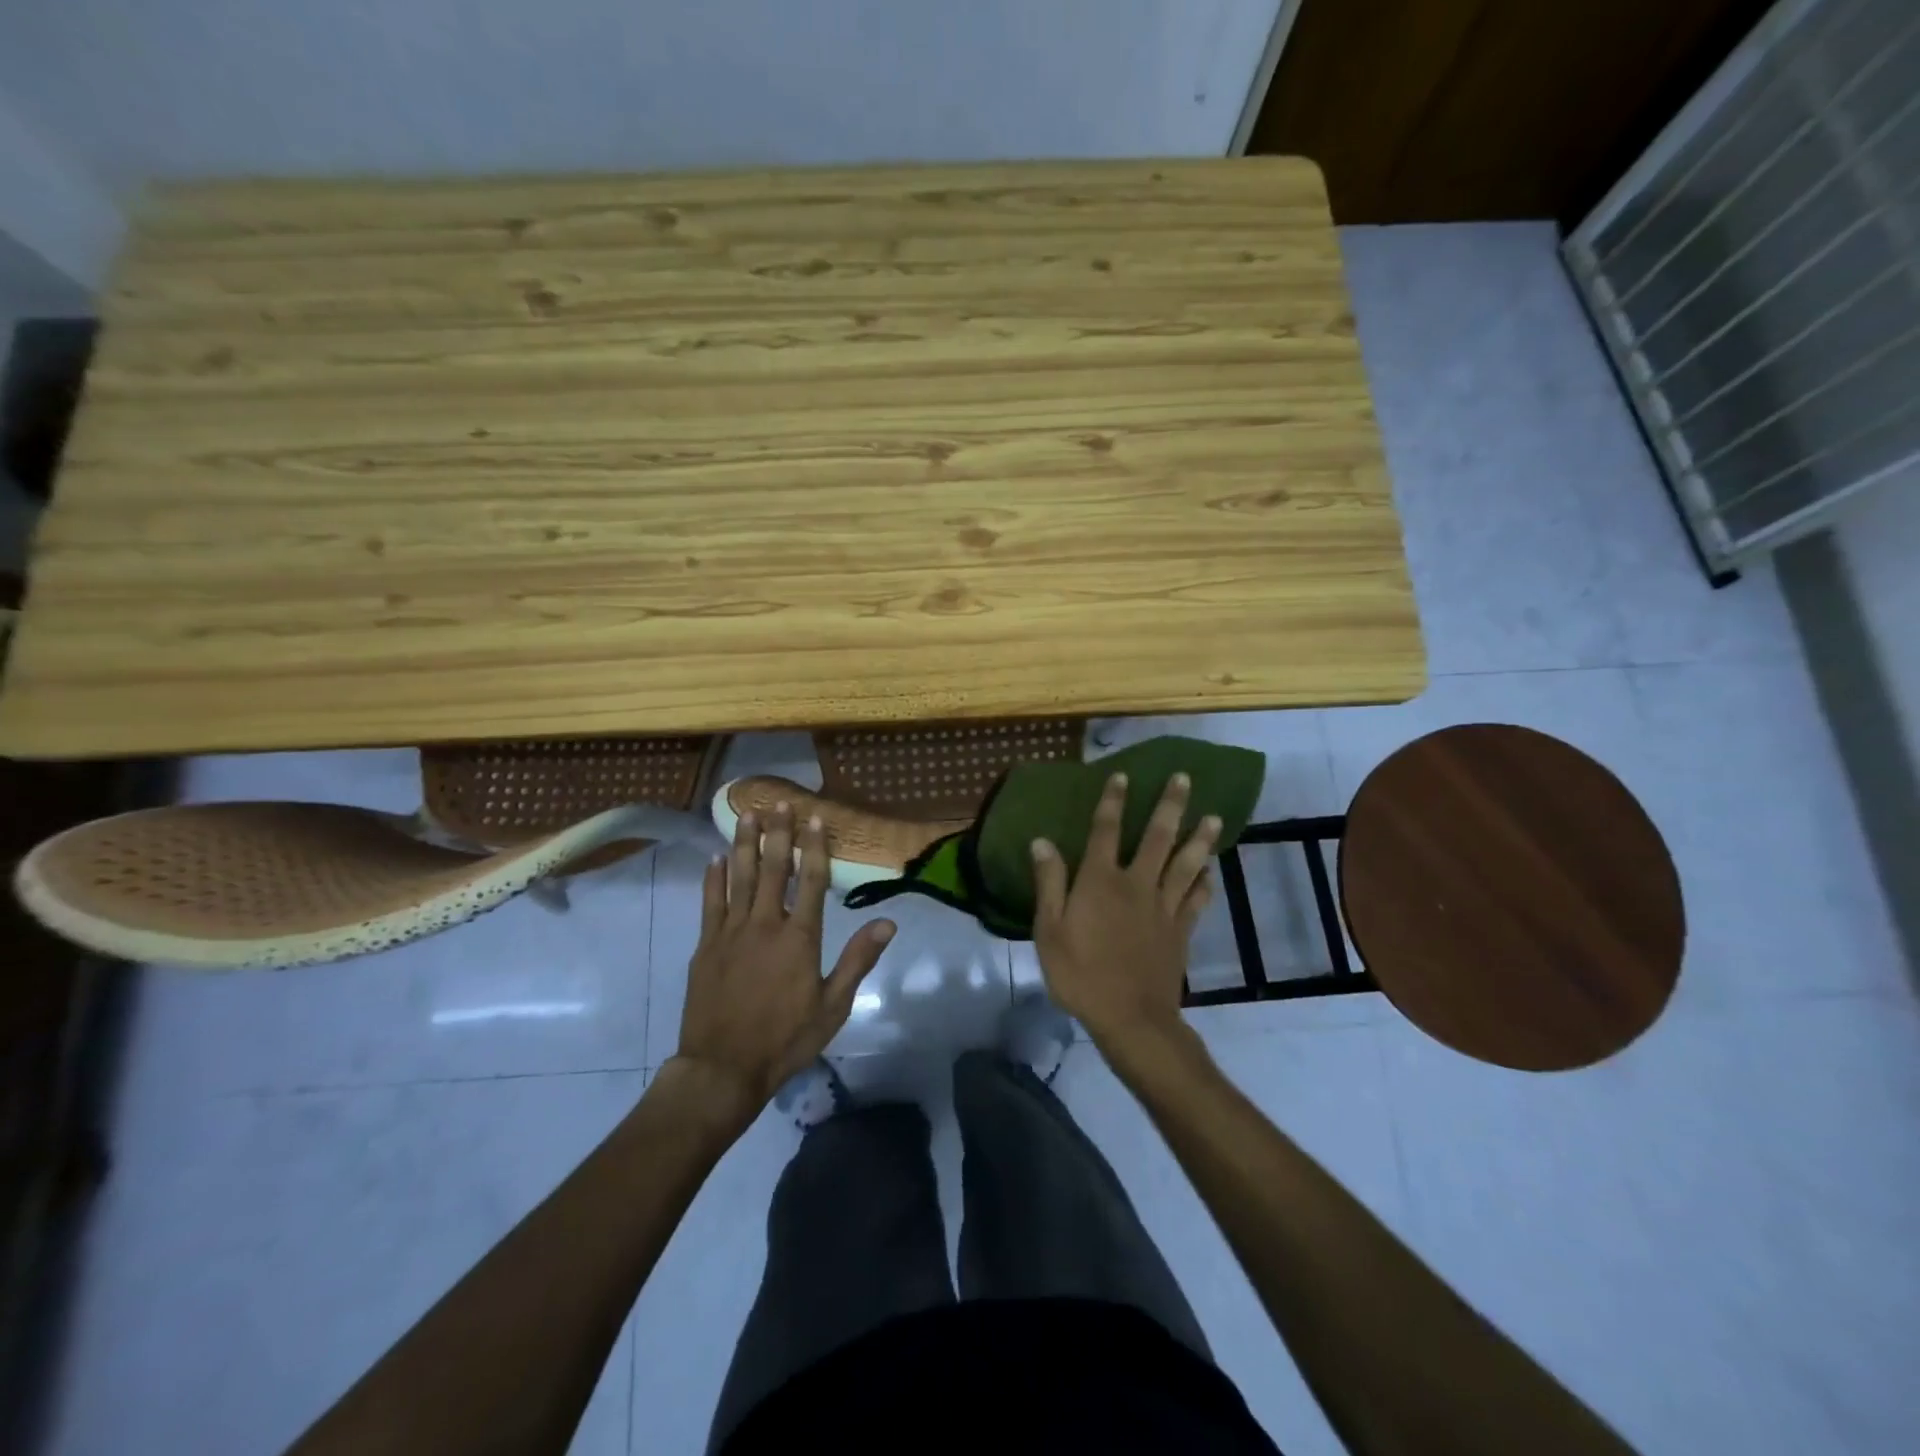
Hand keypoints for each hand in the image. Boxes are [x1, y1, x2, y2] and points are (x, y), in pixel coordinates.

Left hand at [672, 801, 895, 1123]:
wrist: (723, 1068)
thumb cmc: (785, 1039)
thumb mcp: (832, 1006)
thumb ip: (858, 960)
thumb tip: (888, 923)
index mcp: (799, 938)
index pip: (810, 881)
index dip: (814, 846)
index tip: (815, 817)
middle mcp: (765, 925)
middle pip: (772, 869)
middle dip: (776, 833)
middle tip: (777, 801)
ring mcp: (731, 933)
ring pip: (738, 877)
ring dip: (743, 843)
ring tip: (745, 814)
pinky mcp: (706, 946)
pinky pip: (710, 903)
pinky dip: (713, 878)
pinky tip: (714, 858)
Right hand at [1030, 772, 1217, 1055]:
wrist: (1131, 1018)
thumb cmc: (1081, 974)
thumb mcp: (1049, 930)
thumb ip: (1049, 883)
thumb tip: (1042, 841)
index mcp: (1101, 881)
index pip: (1106, 830)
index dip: (1113, 801)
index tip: (1123, 775)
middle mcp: (1136, 884)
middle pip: (1158, 837)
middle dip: (1170, 805)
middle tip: (1185, 779)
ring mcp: (1163, 907)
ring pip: (1186, 864)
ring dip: (1200, 838)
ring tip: (1214, 816)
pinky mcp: (1180, 930)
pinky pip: (1197, 899)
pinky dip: (1205, 882)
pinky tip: (1210, 871)